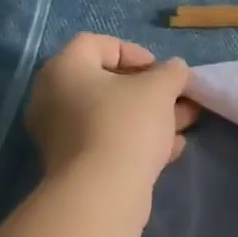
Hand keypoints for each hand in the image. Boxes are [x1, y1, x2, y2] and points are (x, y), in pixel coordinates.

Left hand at [27, 34, 197, 187]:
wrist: (102, 192)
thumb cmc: (127, 124)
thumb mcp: (159, 88)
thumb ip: (171, 72)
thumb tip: (175, 70)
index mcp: (64, 69)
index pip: (96, 44)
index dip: (134, 52)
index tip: (160, 71)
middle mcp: (53, 98)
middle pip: (105, 83)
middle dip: (149, 90)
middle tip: (178, 99)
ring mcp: (60, 135)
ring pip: (110, 116)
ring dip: (149, 117)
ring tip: (185, 124)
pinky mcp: (73, 165)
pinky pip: (107, 142)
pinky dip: (136, 141)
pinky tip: (170, 150)